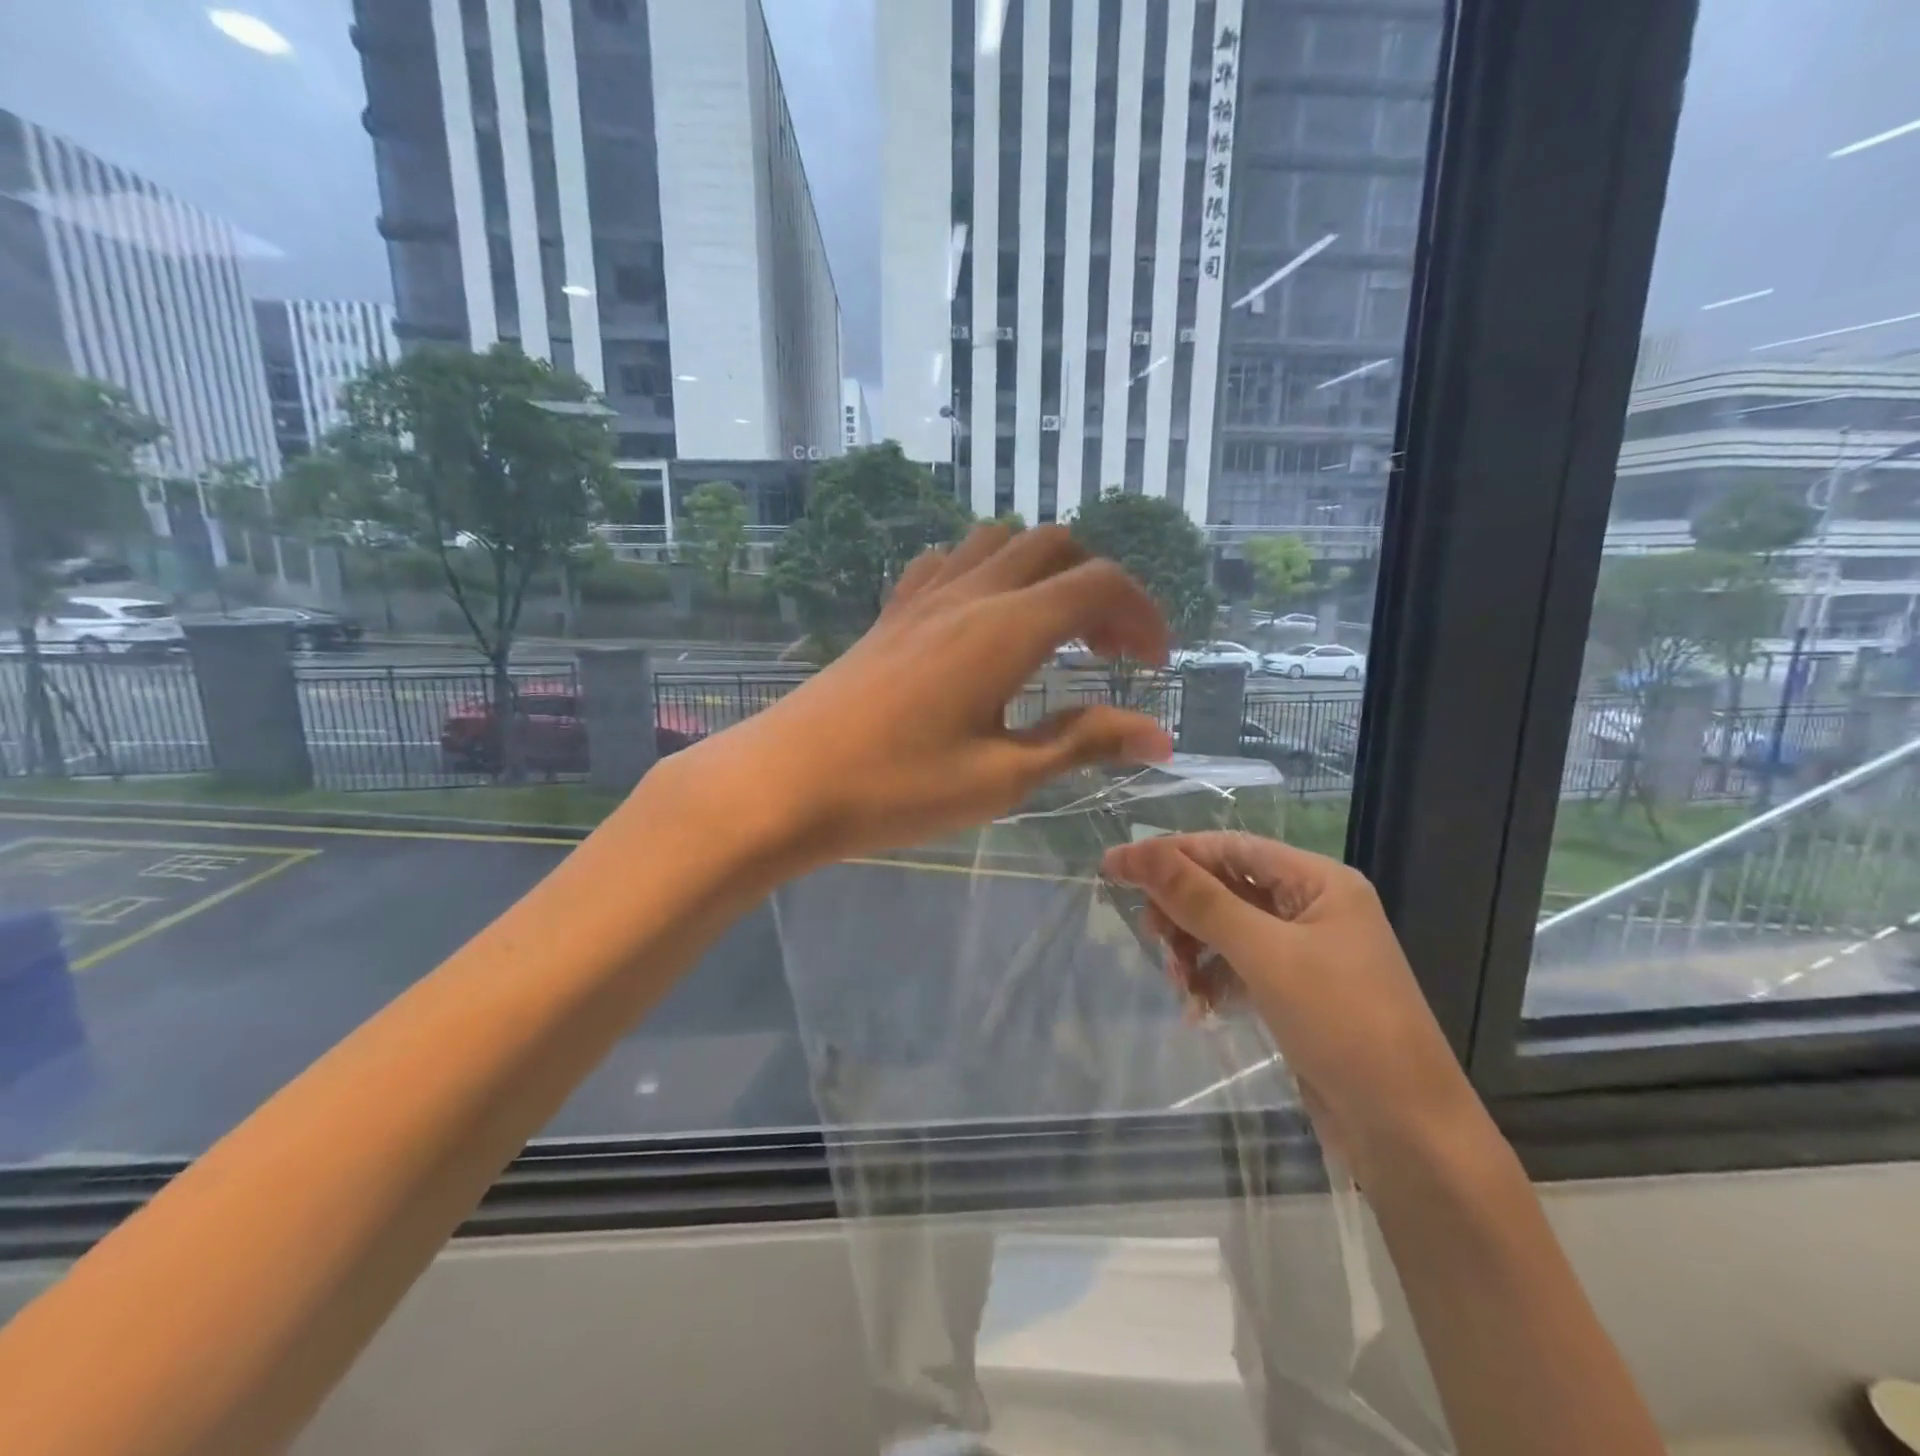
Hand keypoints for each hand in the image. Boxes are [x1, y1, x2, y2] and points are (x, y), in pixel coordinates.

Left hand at [688, 523, 1174, 869]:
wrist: (786, 782)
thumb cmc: (898, 788)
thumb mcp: (1002, 776)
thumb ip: (1082, 743)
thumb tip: (1158, 737)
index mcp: (1007, 628)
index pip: (1099, 585)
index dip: (1142, 615)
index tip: (1155, 666)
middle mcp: (969, 593)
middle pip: (1056, 546)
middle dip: (1100, 587)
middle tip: (1110, 652)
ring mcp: (923, 597)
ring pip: (1000, 541)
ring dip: (1044, 571)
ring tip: (1053, 631)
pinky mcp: (890, 613)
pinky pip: (948, 561)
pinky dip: (987, 572)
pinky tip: (983, 620)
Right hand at [1100, 832, 1492, 1180]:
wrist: (1408, 1134)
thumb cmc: (1343, 1024)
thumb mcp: (1264, 953)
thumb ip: (1198, 899)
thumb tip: (1134, 851)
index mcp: (1319, 881)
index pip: (1230, 848)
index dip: (1171, 853)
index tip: (1115, 866)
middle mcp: (1313, 908)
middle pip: (1226, 887)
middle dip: (1183, 909)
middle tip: (1150, 935)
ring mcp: (1305, 953)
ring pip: (1227, 929)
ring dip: (1193, 949)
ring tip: (1177, 983)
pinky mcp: (1296, 993)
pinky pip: (1238, 967)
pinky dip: (1212, 980)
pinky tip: (1198, 1007)